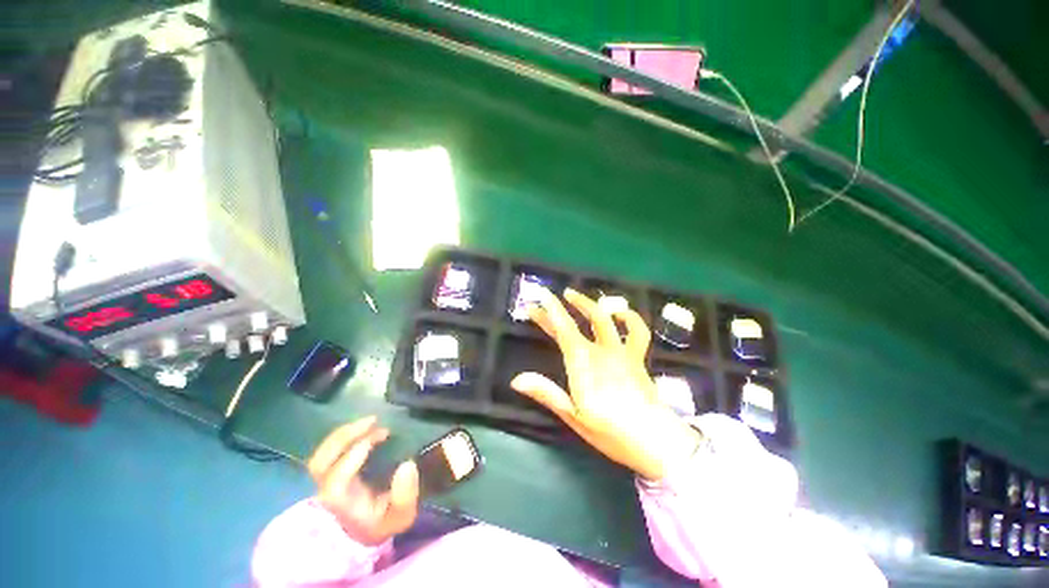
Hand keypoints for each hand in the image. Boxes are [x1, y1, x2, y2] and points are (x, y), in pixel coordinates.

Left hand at [307, 416, 419, 544]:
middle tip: (373, 421)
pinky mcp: (329, 474)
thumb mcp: (402, 515)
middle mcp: (326, 493)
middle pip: (320, 462)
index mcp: (341, 505)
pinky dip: (343, 437)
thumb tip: (407, 465)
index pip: (336, 480)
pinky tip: (364, 430)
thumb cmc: (384, 523)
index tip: (379, 436)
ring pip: (320, 455)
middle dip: (345, 437)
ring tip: (371, 421)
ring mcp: (325, 483)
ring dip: (344, 433)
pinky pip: (327, 453)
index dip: (353, 455)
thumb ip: (405, 495)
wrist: (366, 534)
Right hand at [511, 288, 701, 480]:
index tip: (539, 297)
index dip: (550, 311)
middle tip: (548, 297)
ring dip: (589, 303)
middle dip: (561, 306)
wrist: (655, 440)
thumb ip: (546, 393)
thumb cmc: (610, 431)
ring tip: (575, 295)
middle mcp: (601, 350)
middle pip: (579, 321)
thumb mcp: (573, 415)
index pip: (563, 329)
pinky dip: (629, 318)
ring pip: (605, 319)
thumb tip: (516, 380)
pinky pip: (637, 331)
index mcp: (583, 362)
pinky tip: (620, 312)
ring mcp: (621, 351)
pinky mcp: (637, 357)